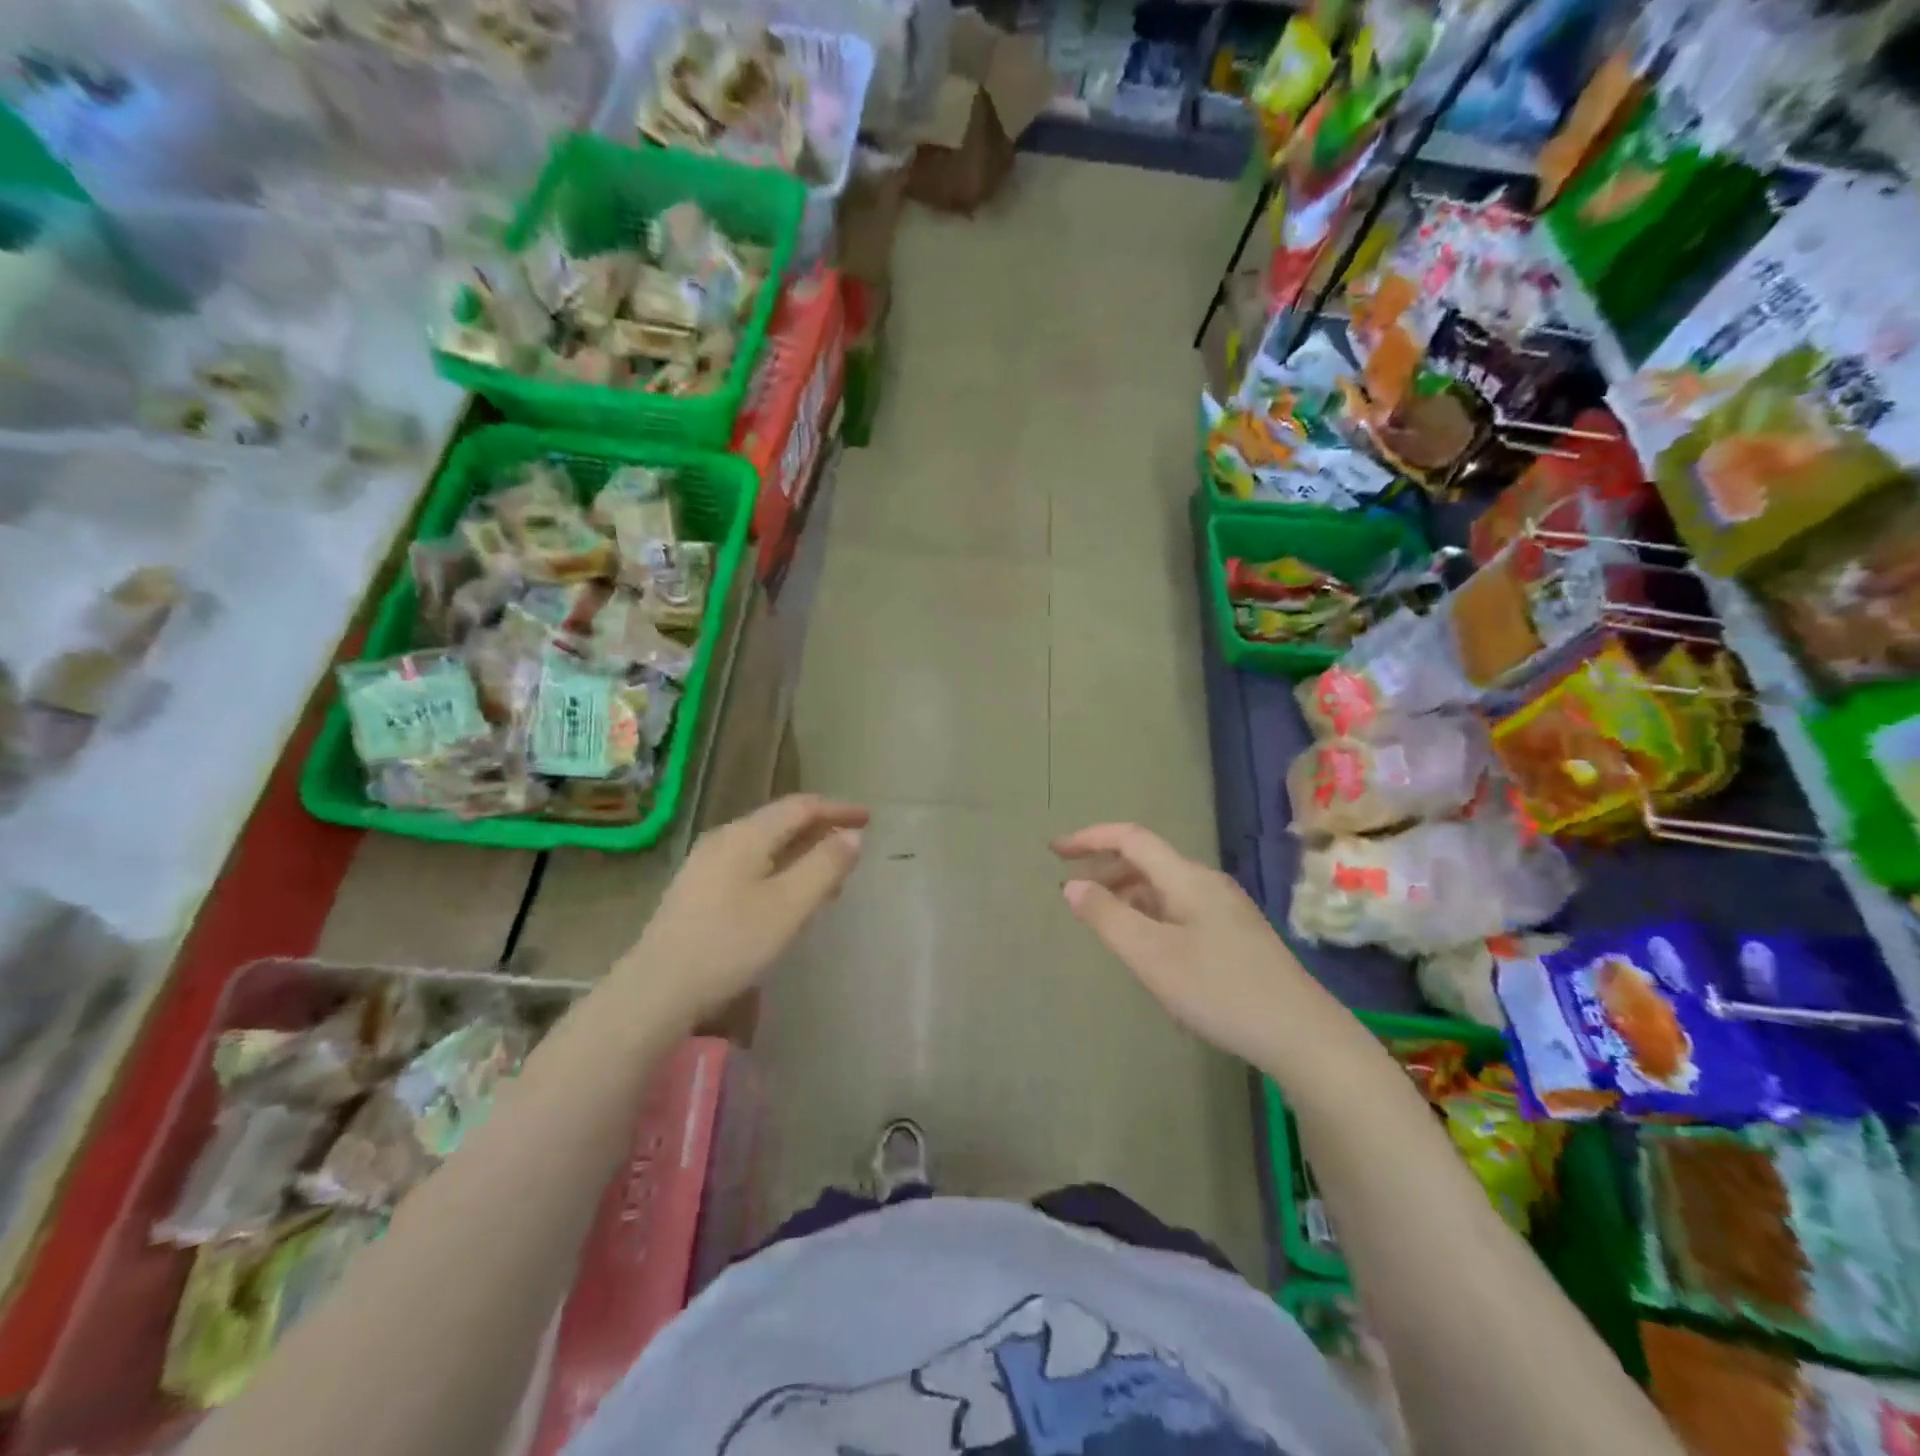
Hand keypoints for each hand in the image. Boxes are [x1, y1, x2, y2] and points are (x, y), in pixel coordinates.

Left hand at [620, 795, 867, 1028]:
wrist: (657, 990)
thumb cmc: (730, 943)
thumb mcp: (789, 905)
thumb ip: (824, 866)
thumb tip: (852, 835)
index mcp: (746, 835)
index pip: (801, 807)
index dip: (837, 809)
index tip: (868, 818)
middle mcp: (724, 839)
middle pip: (781, 823)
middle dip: (820, 831)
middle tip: (853, 848)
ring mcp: (706, 865)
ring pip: (766, 847)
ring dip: (802, 854)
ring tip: (830, 878)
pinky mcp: (698, 891)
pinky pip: (751, 866)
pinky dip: (781, 871)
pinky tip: (789, 899)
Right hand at [1053, 823, 1327, 1066]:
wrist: (1301, 1035)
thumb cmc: (1219, 990)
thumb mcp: (1151, 956)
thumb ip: (1107, 917)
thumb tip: (1072, 884)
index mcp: (1186, 878)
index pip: (1131, 838)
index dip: (1090, 837)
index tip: (1055, 851)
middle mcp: (1207, 883)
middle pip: (1148, 860)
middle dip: (1105, 868)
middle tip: (1072, 891)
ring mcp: (1226, 909)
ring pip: (1164, 887)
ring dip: (1127, 893)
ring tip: (1102, 922)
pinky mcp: (1236, 935)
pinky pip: (1180, 909)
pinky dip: (1150, 914)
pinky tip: (1147, 948)